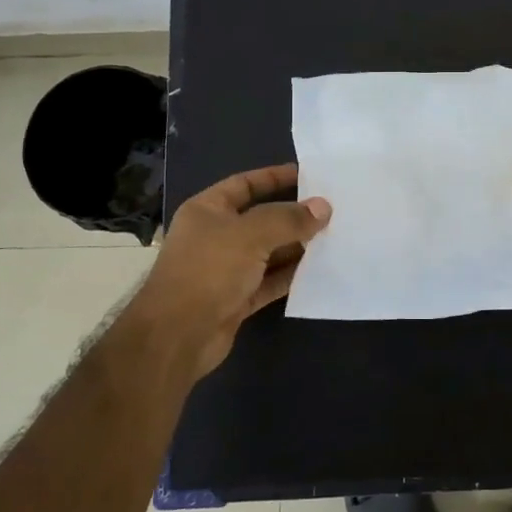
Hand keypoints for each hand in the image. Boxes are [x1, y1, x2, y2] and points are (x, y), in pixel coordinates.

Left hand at [131, 163, 329, 382]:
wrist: (177, 335)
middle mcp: (215, 237)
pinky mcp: (236, 299)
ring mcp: (226, 270)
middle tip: (331, 210)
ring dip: (296, 247)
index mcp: (208, 211)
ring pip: (268, 252)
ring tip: (334, 238)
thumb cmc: (208, 270)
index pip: (245, 184)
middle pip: (261, 219)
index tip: (308, 176)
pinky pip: (269, 281)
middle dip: (293, 216)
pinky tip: (319, 271)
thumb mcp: (251, 235)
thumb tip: (323, 208)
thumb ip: (288, 219)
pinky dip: (291, 276)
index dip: (274, 177)